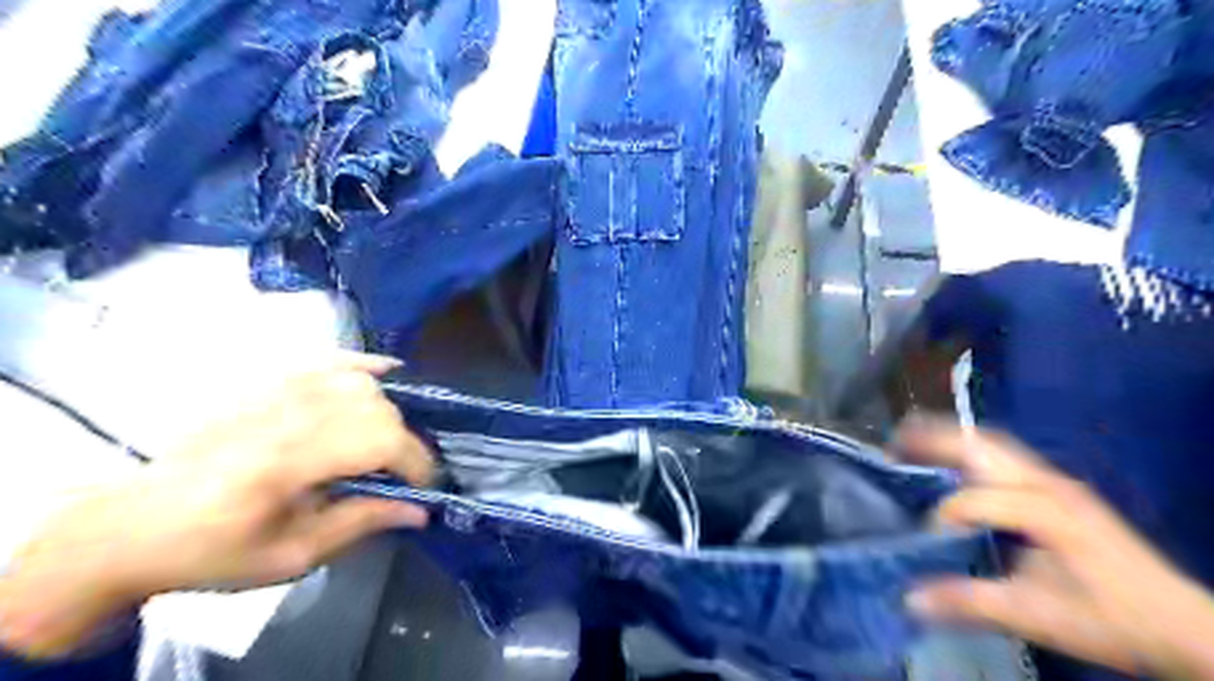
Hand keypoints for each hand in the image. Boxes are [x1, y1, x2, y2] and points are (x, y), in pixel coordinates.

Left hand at [1, 356, 433, 659]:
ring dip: (388, 410)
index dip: (415, 462)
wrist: (133, 524)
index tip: (424, 486)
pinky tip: (384, 373)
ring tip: (386, 440)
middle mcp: (286, 413)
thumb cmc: (213, 550)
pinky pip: (330, 359)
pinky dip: (364, 365)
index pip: (380, 440)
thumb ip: (361, 523)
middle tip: (399, 473)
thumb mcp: (291, 556)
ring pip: (360, 382)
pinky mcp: (266, 380)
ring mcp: (274, 389)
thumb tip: (421, 509)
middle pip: (376, 408)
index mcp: (287, 460)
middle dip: (403, 442)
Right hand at [895, 419, 1213, 680]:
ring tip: (912, 439)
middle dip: (933, 439)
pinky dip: (971, 451)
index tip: (924, 540)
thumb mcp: (1038, 616)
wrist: (1187, 627)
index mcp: (1044, 511)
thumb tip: (908, 598)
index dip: (942, 516)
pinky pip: (1005, 456)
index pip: (973, 500)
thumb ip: (970, 601)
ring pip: (993, 444)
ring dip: (950, 439)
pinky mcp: (1062, 489)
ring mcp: (1058, 482)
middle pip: (980, 445)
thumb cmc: (1112, 620)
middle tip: (893, 442)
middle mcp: (1048, 484)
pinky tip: (954, 464)